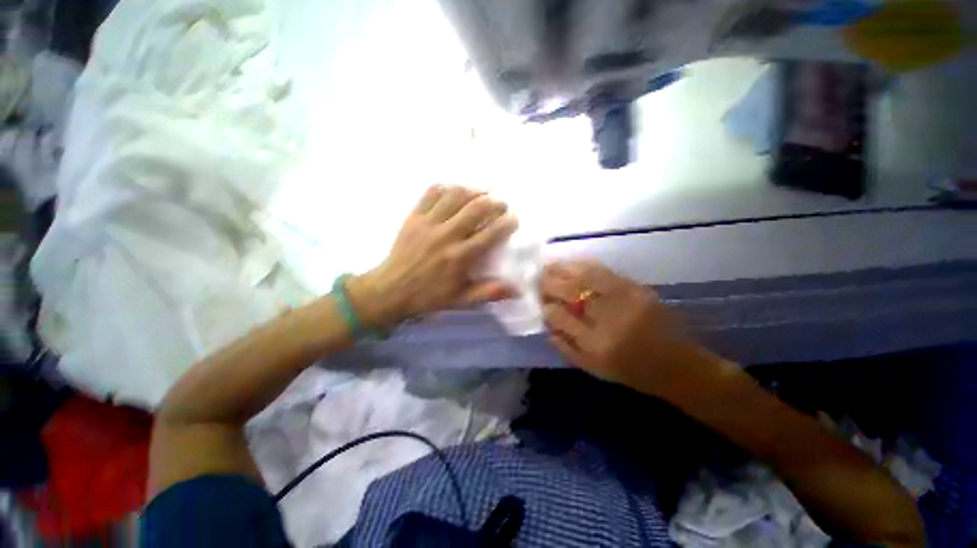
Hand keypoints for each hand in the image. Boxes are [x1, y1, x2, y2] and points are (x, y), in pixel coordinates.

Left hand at [348, 185, 518, 328]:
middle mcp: (446, 235)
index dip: (507, 222)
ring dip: (473, 190)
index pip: (491, 233)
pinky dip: (447, 187)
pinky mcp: (413, 216)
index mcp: (460, 257)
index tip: (514, 219)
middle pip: (476, 208)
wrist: (390, 290)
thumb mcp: (461, 300)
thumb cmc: (428, 296)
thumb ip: (489, 292)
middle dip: (495, 202)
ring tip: (483, 193)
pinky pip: (431, 192)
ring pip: (455, 195)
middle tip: (501, 204)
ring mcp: (428, 223)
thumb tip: (518, 290)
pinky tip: (455, 191)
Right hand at [540, 260, 723, 398]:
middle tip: (536, 278)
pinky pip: (604, 271)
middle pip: (569, 292)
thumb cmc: (631, 371)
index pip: (558, 317)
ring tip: (548, 266)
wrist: (678, 366)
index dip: (545, 306)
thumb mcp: (593, 368)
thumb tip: (545, 320)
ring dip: (563, 269)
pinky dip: (583, 265)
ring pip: (584, 277)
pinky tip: (572, 264)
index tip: (537, 300)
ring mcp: (625, 300)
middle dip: (548, 282)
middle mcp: (608, 320)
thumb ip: (564, 346)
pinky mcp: (638, 289)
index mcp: (594, 345)